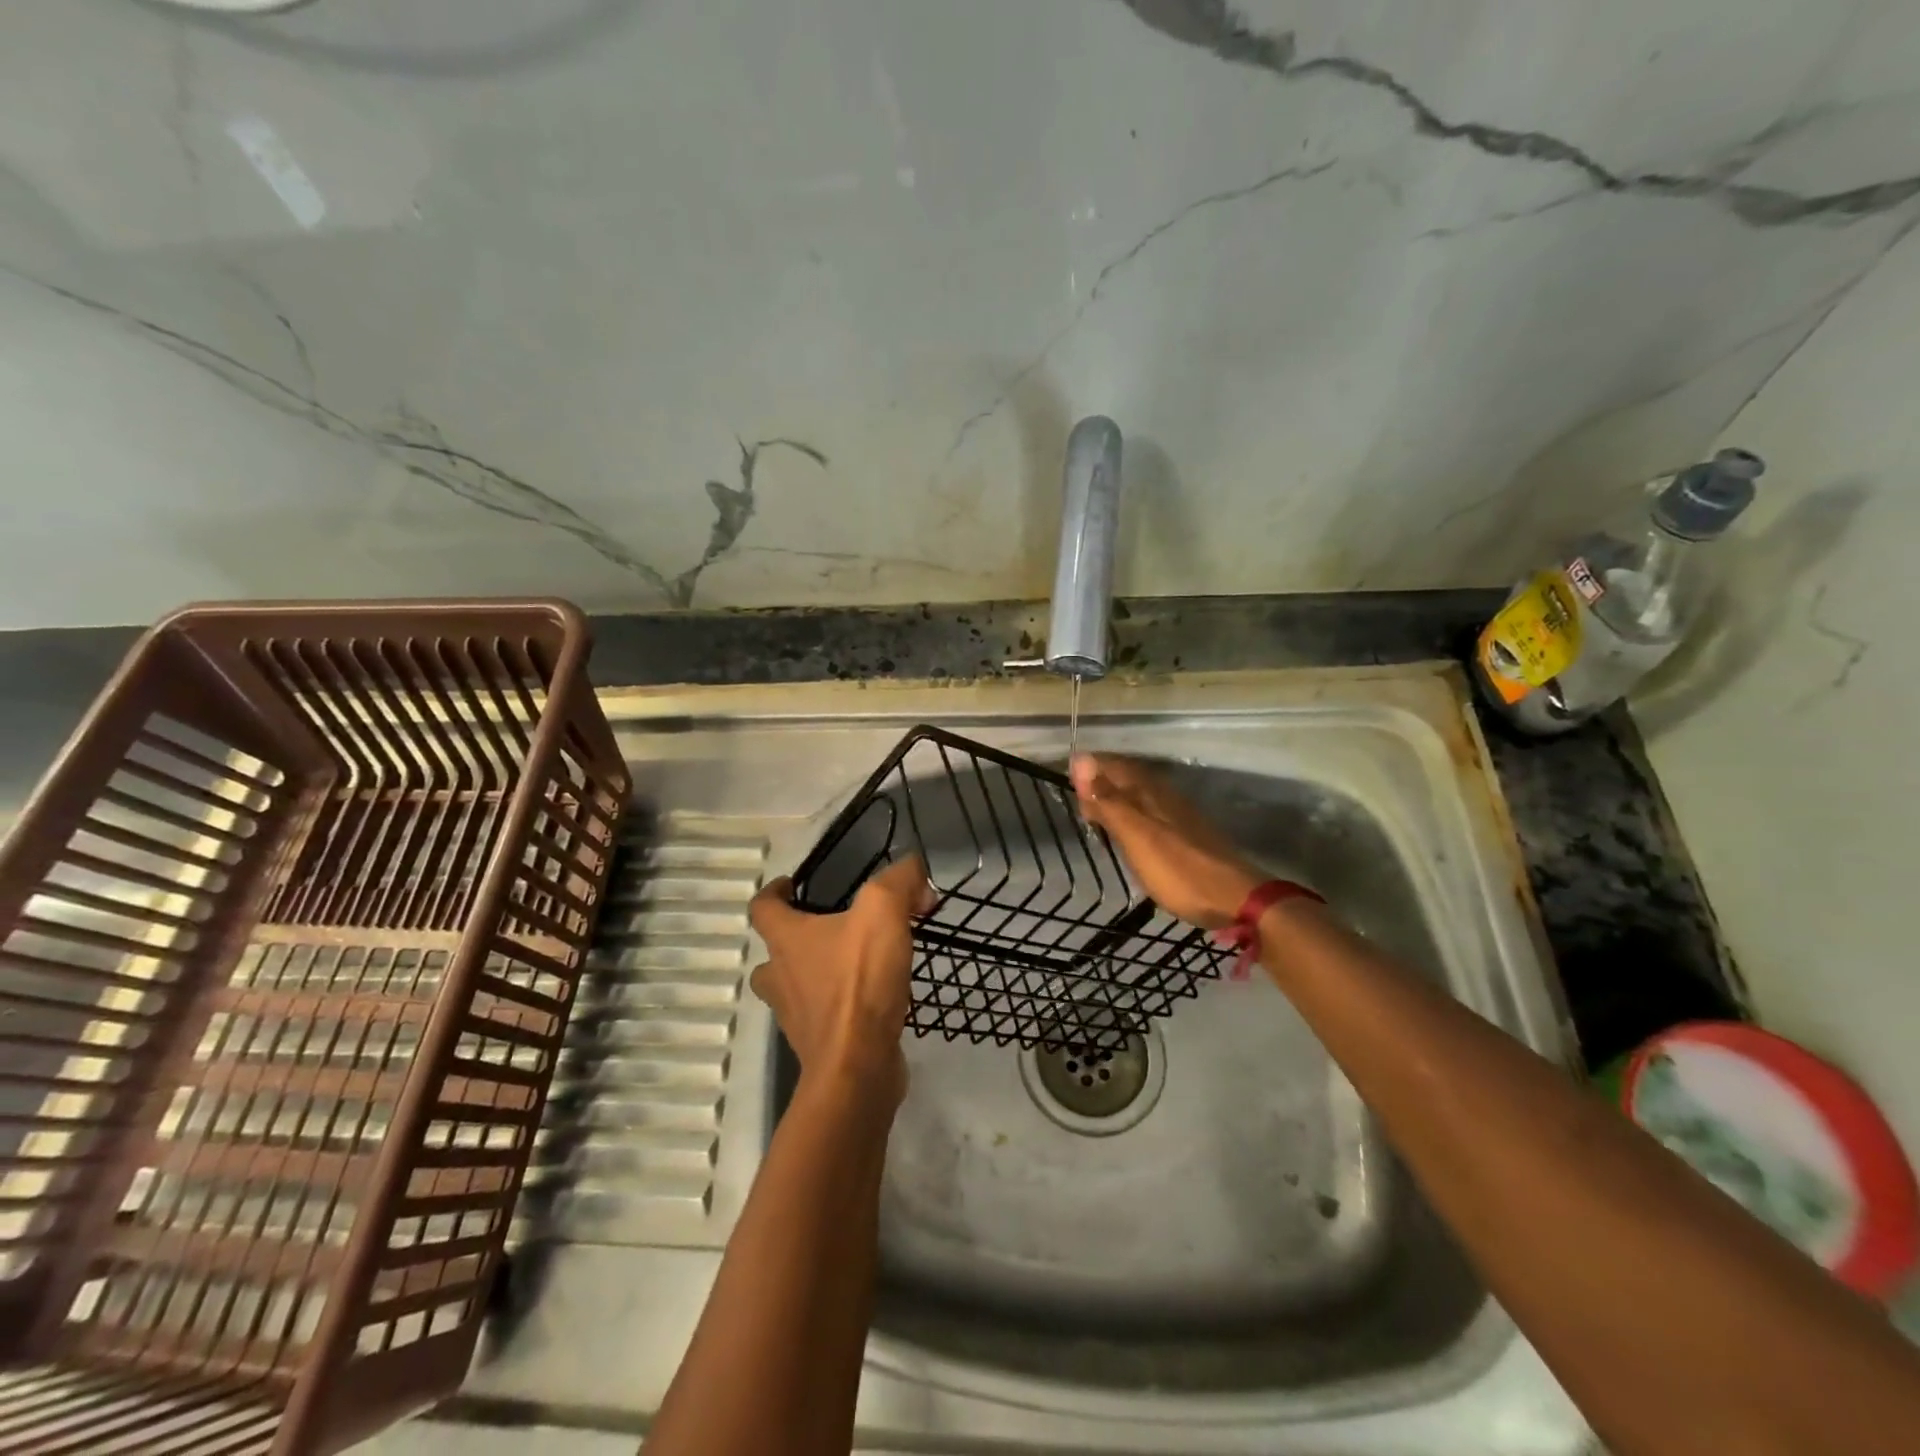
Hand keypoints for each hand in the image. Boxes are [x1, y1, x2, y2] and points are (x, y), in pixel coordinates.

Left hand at [749, 856, 933, 1100]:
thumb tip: (914, 874)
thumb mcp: (884, 911)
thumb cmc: (859, 982)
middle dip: (795, 940)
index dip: (774, 892)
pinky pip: (824, 1017)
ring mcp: (797, 1016)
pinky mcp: (819, 1045)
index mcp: (787, 941)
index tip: (791, 885)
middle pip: (773, 954)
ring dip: (816, 975)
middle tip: (830, 929)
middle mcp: (782, 977)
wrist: (858, 1067)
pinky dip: (841, 1005)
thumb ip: (899, 881)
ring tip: (854, 964)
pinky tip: (874, 998)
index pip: (762, 908)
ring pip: (795, 988)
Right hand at [1070, 754, 1263, 929]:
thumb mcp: (1136, 836)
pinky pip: (1152, 811)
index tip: (1068, 779)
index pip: (1112, 765)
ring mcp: (1179, 814)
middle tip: (1079, 801)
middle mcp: (1164, 794)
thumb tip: (1080, 761)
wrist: (1236, 898)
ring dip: (1117, 799)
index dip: (1089, 768)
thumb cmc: (1178, 870)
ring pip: (1140, 794)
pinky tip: (1131, 832)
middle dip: (1101, 782)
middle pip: (1127, 777)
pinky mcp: (1188, 833)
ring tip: (1097, 816)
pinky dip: (1134, 815)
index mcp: (1149, 791)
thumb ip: (1108, 801)